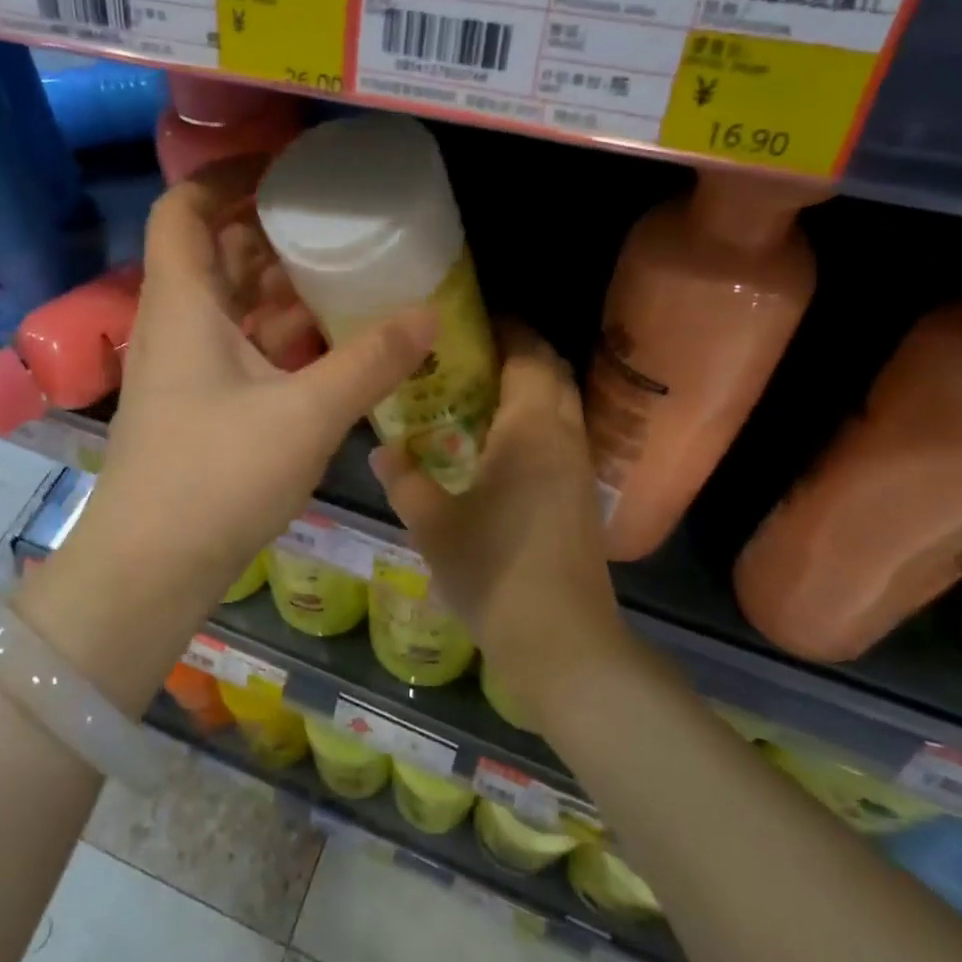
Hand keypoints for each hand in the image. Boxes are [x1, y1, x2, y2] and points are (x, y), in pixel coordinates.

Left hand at [67, 158, 436, 604]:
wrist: (151, 567)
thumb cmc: (216, 475)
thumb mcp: (306, 413)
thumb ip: (371, 362)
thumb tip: (429, 317)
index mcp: (183, 303)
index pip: (182, 207)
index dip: (225, 177)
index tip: (284, 171)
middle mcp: (176, 323)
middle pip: (214, 251)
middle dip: (269, 230)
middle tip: (333, 220)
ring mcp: (184, 366)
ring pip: (231, 302)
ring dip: (279, 285)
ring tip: (343, 271)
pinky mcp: (198, 403)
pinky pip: (239, 345)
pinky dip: (278, 333)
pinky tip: (328, 340)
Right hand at [370, 321, 628, 721]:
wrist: (563, 642)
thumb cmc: (494, 572)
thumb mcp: (433, 525)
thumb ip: (404, 479)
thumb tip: (379, 449)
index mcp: (530, 429)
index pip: (528, 354)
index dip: (506, 328)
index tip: (470, 319)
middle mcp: (564, 436)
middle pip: (551, 371)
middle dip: (518, 351)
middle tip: (468, 352)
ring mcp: (579, 467)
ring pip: (561, 404)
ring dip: (529, 385)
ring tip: (479, 390)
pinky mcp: (582, 495)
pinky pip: (561, 434)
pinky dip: (535, 419)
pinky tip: (498, 442)